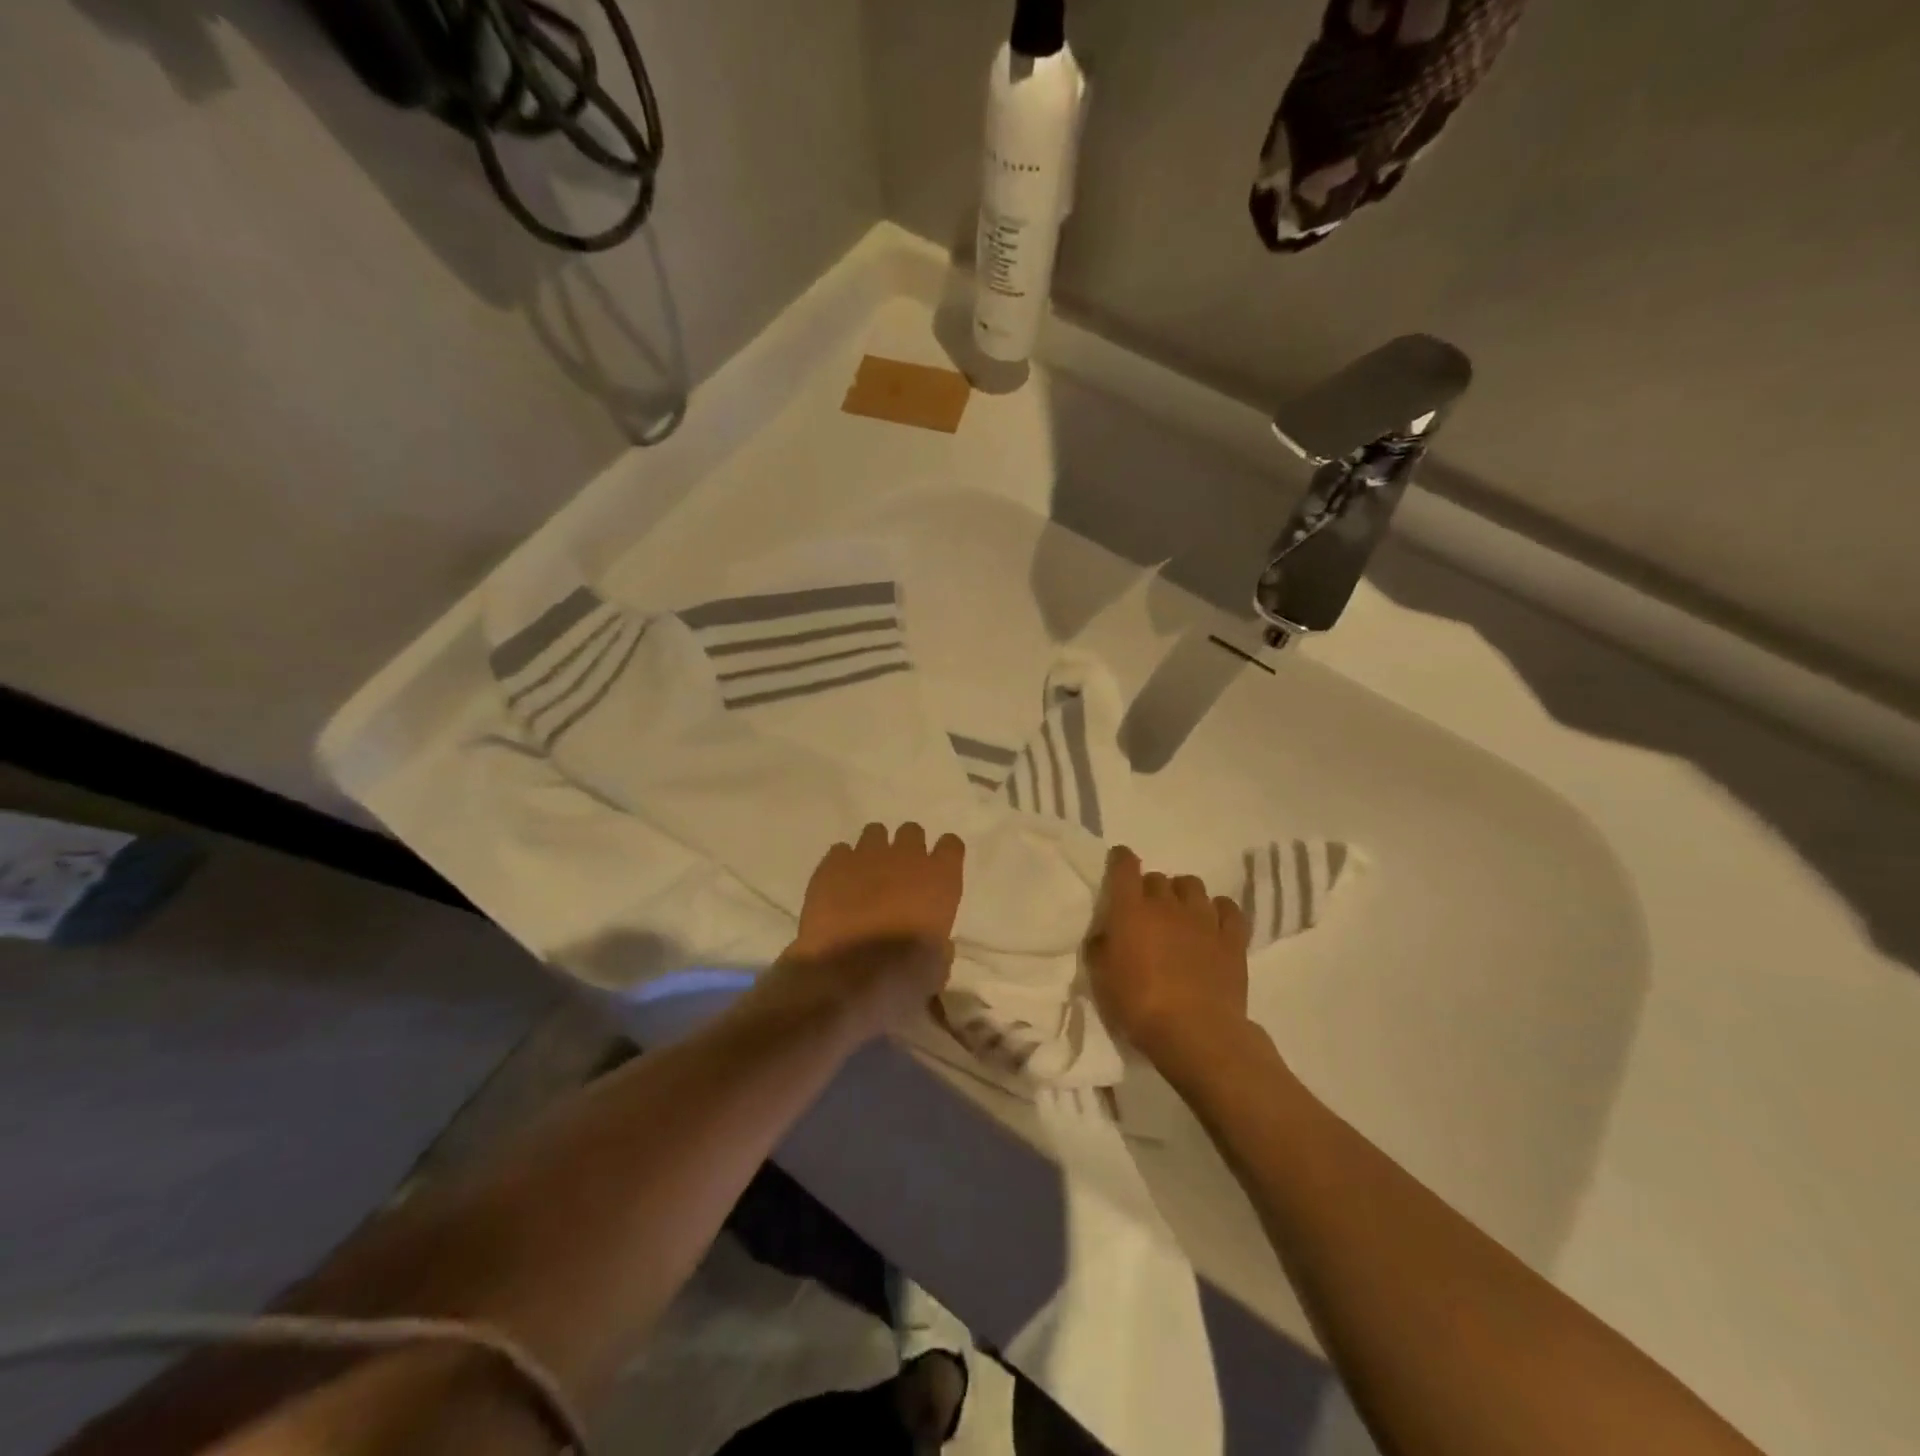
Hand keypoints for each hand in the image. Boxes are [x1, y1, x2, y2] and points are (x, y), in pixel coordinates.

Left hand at [769, 823, 965, 1040]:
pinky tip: (837, 887)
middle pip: (912, 832)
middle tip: (899, 875)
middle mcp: (906, 857)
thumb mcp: (937, 967)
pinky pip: (840, 851)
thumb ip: (938, 944)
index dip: (944, 857)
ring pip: (875, 833)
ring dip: (874, 851)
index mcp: (940, 878)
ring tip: (866, 877)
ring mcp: (866, 856)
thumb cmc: (903, 975)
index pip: (951, 845)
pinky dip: (841, 865)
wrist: (847, 975)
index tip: (938, 871)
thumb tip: (934, 944)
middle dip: (907, 849)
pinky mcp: (832, 865)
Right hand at [1085, 846, 1250, 1069]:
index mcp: (1131, 910)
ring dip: (1182, 895)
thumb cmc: (1139, 1006)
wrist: (1196, 1032)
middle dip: (1150, 889)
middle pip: (1158, 878)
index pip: (1124, 865)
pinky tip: (1213, 923)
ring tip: (1180, 915)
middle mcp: (1167, 904)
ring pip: (1192, 885)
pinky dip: (1219, 910)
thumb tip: (1104, 934)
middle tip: (1147, 913)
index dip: (1121, 860)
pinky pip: (1228, 908)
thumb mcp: (1101, 980)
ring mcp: (1203, 918)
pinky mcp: (1232, 938)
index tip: (1119, 865)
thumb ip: (1099, 948)